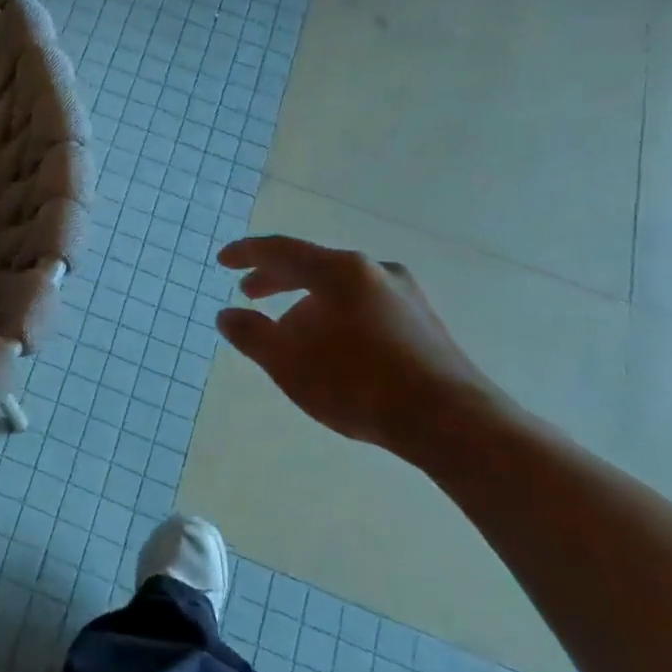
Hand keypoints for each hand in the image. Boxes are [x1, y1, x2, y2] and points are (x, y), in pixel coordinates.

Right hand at [215, 235, 508, 457]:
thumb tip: (227, 315)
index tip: (222, 262)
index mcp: (339, 271)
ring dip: (306, 301)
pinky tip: (329, 344)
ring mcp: (404, 295)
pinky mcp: (422, 323)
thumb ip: (250, 333)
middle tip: (249, 292)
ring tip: (287, 327)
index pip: (280, 250)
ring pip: (340, 287)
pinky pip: (363, 305)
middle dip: (276, 279)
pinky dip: (334, 314)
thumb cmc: (356, 382)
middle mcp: (374, 271)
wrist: (449, 421)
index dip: (246, 254)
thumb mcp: (285, 360)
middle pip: (313, 265)